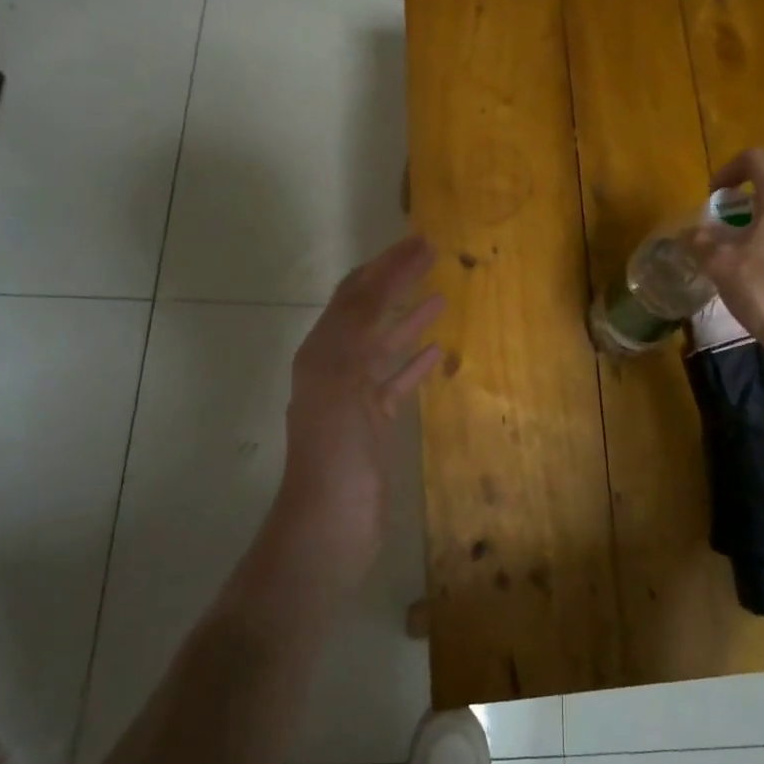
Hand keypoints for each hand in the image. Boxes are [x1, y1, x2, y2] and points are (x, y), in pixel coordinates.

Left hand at [277, 236, 445, 592]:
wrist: (331, 523)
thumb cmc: (336, 450)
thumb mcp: (344, 379)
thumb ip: (360, 328)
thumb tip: (377, 278)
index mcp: (324, 351)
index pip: (357, 294)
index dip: (388, 264)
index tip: (421, 240)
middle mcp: (335, 366)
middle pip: (370, 312)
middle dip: (397, 281)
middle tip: (432, 255)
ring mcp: (355, 396)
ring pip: (385, 345)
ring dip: (409, 317)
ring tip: (440, 294)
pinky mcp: (374, 423)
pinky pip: (396, 381)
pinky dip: (414, 362)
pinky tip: (437, 351)